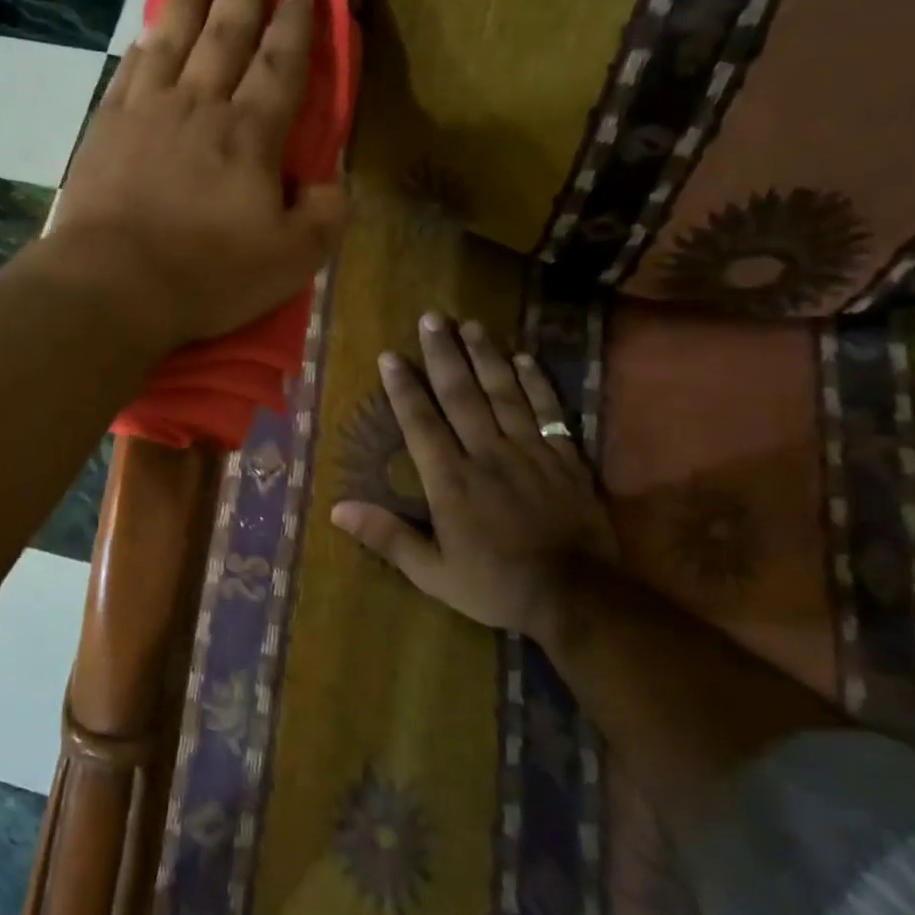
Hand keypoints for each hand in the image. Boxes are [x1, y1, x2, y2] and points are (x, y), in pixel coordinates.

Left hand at [47, 0, 346, 349]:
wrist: (114, 284)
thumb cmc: (207, 275)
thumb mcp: (290, 261)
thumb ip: (323, 217)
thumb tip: (331, 183)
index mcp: (249, 135)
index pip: (279, 65)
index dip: (294, 24)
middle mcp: (199, 106)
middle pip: (226, 34)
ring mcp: (146, 111)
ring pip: (174, 36)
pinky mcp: (105, 128)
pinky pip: (129, 69)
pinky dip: (143, 43)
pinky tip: (148, 28)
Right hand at [331, 314, 615, 647]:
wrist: (576, 596)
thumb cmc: (495, 585)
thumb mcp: (432, 573)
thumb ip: (387, 537)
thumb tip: (337, 509)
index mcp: (451, 481)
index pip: (421, 423)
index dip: (404, 388)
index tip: (390, 356)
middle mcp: (487, 454)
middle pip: (462, 395)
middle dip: (444, 355)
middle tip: (432, 318)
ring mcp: (529, 452)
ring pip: (504, 393)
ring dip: (485, 357)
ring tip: (471, 324)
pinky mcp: (564, 457)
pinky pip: (548, 410)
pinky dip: (535, 382)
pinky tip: (523, 358)